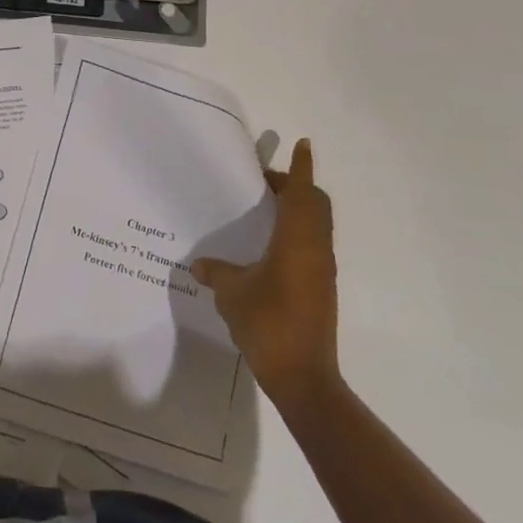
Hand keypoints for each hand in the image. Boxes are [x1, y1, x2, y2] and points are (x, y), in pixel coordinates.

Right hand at [192, 137, 340, 401]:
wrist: (303, 378)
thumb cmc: (268, 324)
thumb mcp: (232, 294)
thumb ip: (217, 273)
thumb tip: (199, 265)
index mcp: (297, 241)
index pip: (303, 193)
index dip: (302, 167)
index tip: (303, 144)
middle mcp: (316, 249)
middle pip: (315, 205)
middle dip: (296, 187)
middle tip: (265, 183)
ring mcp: (322, 271)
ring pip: (317, 226)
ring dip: (298, 210)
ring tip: (266, 209)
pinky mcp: (322, 289)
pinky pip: (313, 245)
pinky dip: (298, 232)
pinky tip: (271, 246)